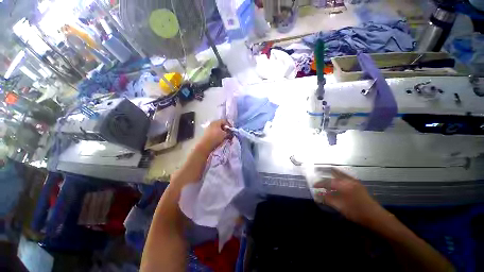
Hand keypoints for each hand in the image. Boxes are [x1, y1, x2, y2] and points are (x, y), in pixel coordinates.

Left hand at [197, 119, 230, 153]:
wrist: (204, 145)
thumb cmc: (215, 138)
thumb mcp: (224, 135)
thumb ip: (229, 133)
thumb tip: (230, 133)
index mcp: (216, 122)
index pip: (224, 121)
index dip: (229, 125)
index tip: (232, 130)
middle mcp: (211, 124)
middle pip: (220, 125)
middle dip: (225, 130)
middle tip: (229, 134)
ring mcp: (208, 129)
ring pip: (217, 129)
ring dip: (221, 133)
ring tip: (224, 138)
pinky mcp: (206, 134)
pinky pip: (214, 133)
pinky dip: (217, 136)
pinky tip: (219, 140)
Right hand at [314, 168, 386, 225]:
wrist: (376, 217)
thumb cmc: (356, 211)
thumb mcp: (339, 206)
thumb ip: (327, 199)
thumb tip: (316, 195)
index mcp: (343, 184)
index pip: (327, 181)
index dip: (319, 183)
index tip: (313, 185)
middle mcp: (348, 180)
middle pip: (334, 171)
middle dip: (324, 170)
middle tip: (317, 171)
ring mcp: (354, 182)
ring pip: (340, 173)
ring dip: (331, 173)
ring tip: (324, 174)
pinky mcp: (358, 185)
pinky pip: (345, 177)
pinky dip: (338, 176)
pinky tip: (336, 181)